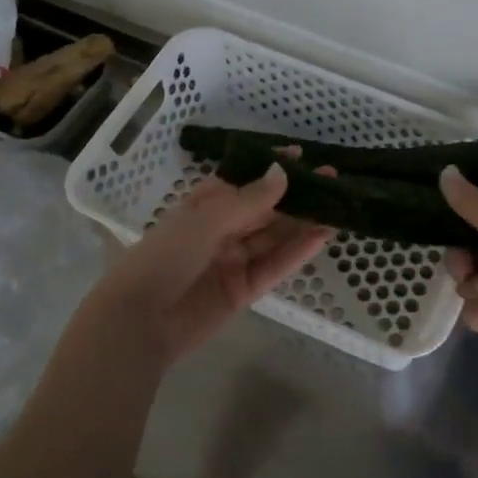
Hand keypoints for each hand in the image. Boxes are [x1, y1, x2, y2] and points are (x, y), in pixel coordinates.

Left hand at [79, 163, 332, 367]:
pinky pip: (274, 266)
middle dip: (297, 195)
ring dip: (303, 222)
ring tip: (338, 206)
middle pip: (265, 210)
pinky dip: (297, 252)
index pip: (244, 182)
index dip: (271, 169)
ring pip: (274, 238)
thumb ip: (249, 200)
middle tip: (332, 179)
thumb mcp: (206, 220)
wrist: (139, 321)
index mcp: (204, 206)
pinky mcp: (243, 290)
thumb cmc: (165, 257)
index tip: (301, 156)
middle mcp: (220, 231)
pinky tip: (322, 236)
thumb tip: (282, 172)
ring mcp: (233, 261)